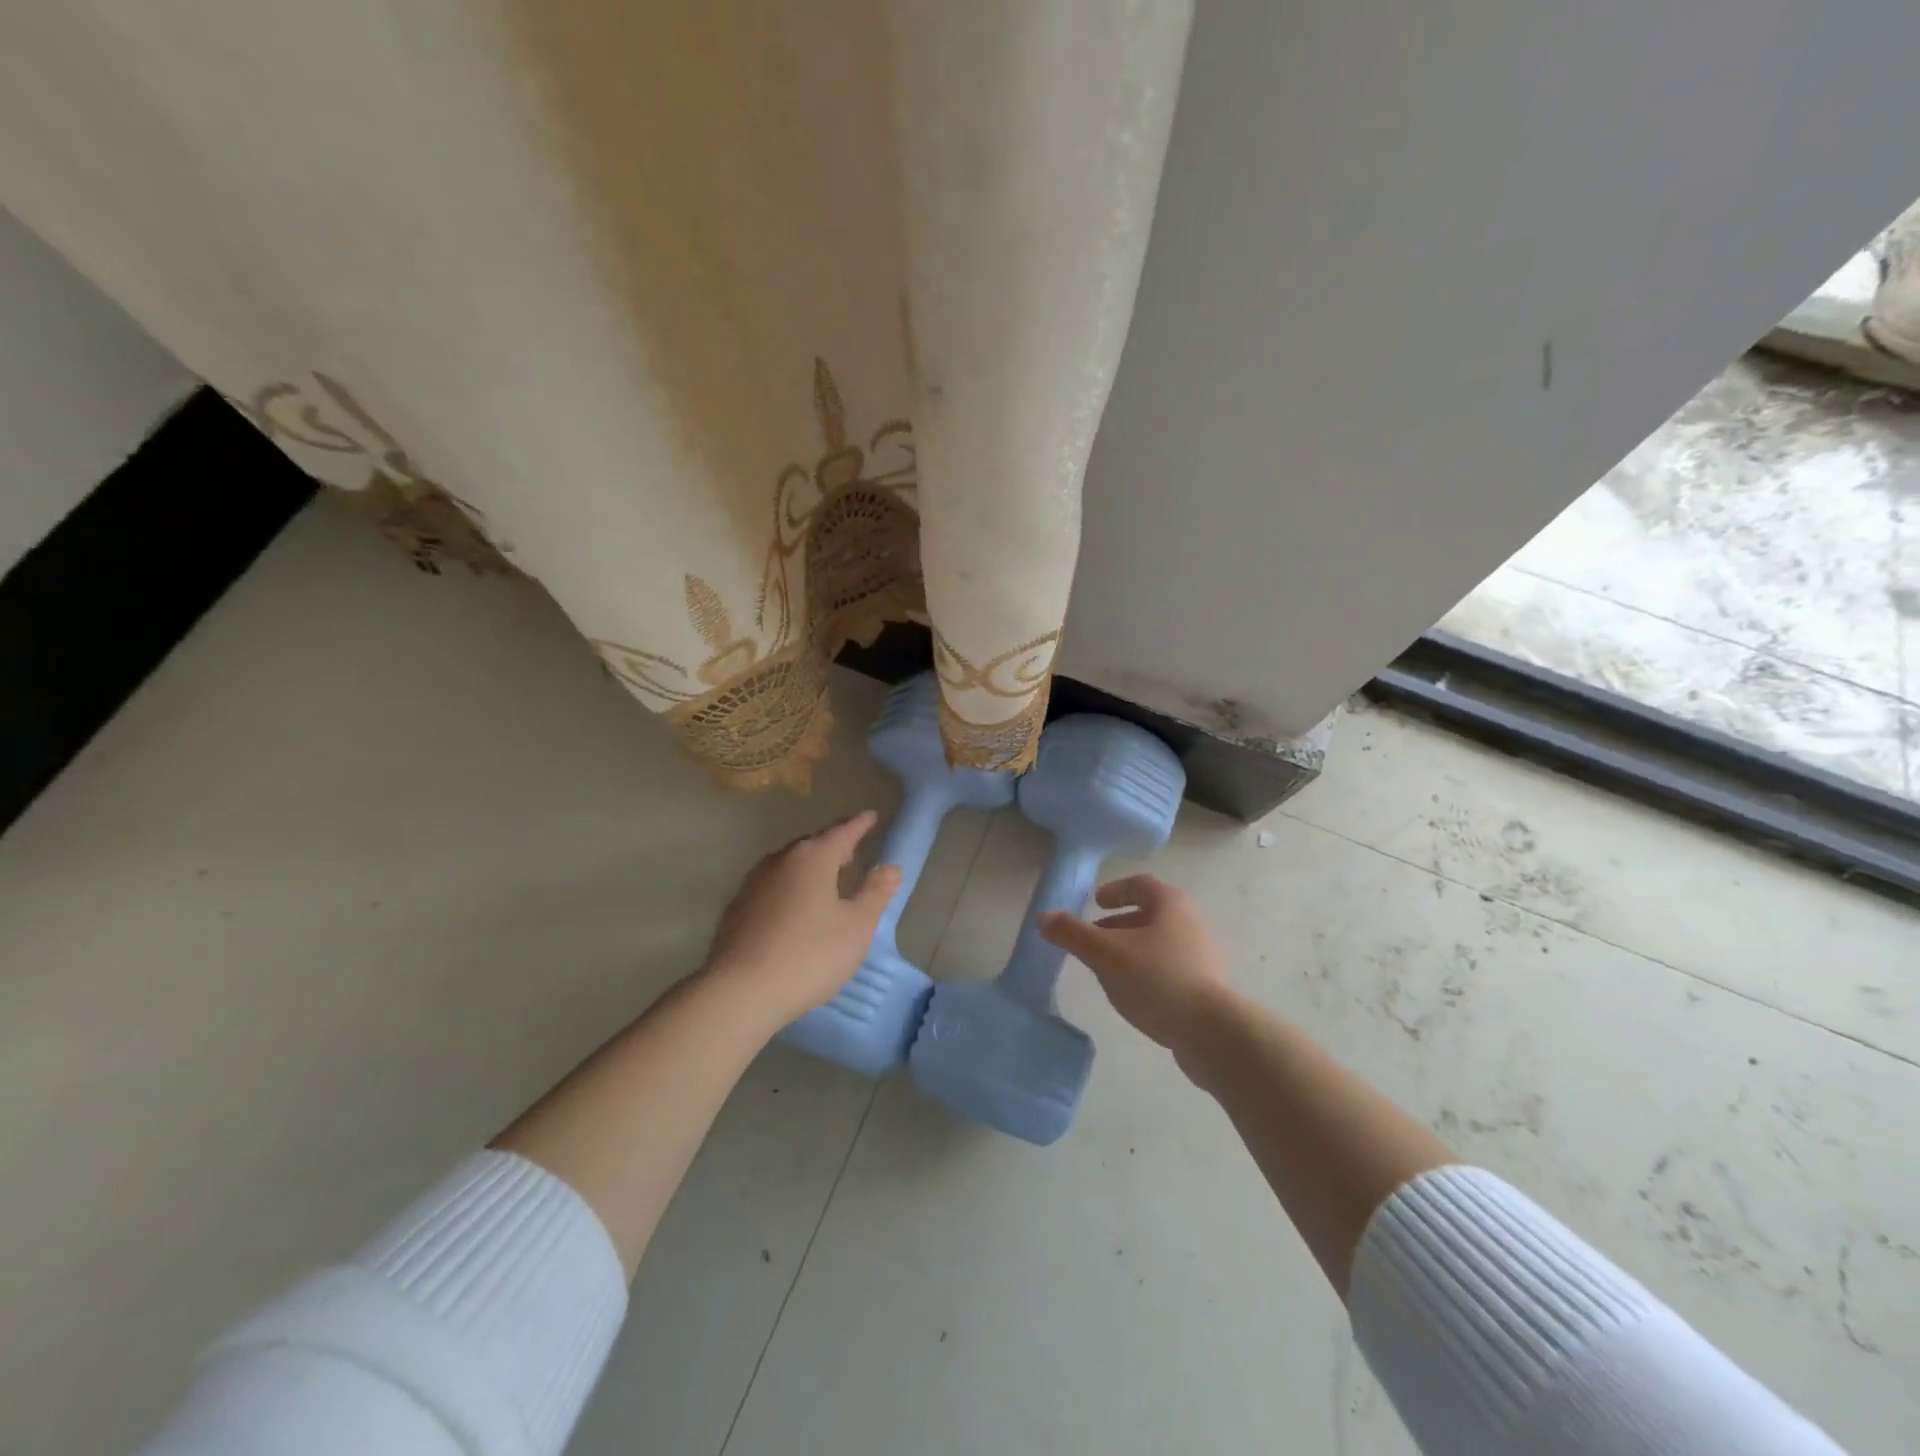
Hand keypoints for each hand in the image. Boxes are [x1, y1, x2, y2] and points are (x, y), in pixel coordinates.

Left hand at [700, 811, 902, 1030]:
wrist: (740, 991)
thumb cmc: (809, 955)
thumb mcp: (856, 927)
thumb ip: (875, 893)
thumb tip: (890, 867)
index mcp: (813, 857)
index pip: (843, 831)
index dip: (861, 824)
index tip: (872, 816)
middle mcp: (781, 859)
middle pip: (814, 844)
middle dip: (835, 846)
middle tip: (853, 855)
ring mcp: (755, 881)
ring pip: (791, 864)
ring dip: (811, 868)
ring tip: (827, 883)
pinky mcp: (738, 906)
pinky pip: (774, 885)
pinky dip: (791, 887)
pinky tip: (796, 910)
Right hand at [1039, 875, 1232, 1055]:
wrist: (1211, 1032)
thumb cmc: (1156, 978)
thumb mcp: (1105, 953)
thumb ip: (1072, 934)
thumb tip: (1043, 917)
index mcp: (1170, 904)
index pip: (1140, 884)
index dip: (1115, 890)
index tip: (1095, 902)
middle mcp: (1190, 922)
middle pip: (1150, 914)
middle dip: (1118, 924)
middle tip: (1093, 939)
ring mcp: (1202, 956)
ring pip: (1159, 943)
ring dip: (1131, 950)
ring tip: (1106, 970)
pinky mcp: (1206, 987)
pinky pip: (1169, 969)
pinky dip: (1146, 972)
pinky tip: (1132, 995)